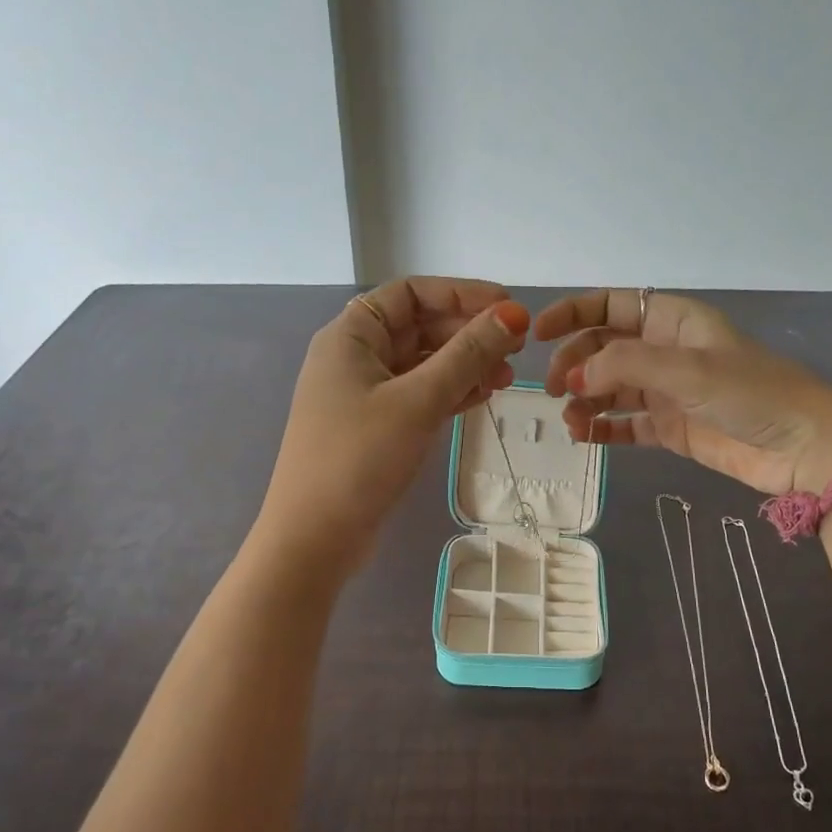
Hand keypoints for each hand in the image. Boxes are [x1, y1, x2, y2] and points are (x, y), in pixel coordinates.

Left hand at [257, 277, 529, 573]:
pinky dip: (450, 392)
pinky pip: (419, 395)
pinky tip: (483, 397)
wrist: (314, 538)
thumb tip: (512, 315)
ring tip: (507, 378)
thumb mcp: (418, 400)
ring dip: (465, 365)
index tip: (507, 306)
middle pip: (419, 326)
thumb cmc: (360, 458)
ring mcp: (363, 394)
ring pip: (423, 363)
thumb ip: (467, 354)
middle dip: (468, 332)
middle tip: (516, 347)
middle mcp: (354, 356)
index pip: (411, 293)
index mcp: (351, 335)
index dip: (461, 293)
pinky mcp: (375, 427)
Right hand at [535, 290, 831, 496]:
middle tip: (559, 390)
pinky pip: (624, 423)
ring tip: (572, 422)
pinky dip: (602, 428)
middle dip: (575, 364)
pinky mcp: (670, 427)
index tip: (539, 333)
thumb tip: (576, 377)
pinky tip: (585, 437)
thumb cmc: (752, 393)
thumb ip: (625, 365)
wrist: (805, 449)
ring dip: (585, 400)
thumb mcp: (688, 369)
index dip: (572, 313)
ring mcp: (666, 391)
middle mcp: (664, 351)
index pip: (610, 305)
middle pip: (602, 348)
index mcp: (672, 320)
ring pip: (609, 388)